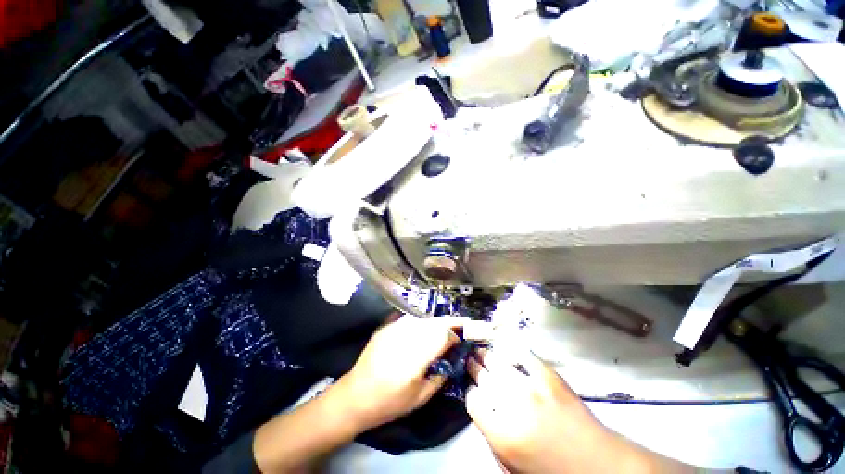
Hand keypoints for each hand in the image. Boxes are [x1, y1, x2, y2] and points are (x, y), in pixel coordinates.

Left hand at [334, 315, 465, 431]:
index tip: (462, 338)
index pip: (443, 336)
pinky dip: (421, 322)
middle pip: (434, 322)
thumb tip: (452, 358)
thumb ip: (440, 376)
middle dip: (450, 322)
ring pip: (423, 318)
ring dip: (436, 321)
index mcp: (416, 358)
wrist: (355, 395)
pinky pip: (409, 319)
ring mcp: (394, 329)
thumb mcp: (420, 398)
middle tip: (460, 324)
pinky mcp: (386, 327)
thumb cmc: (389, 402)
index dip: (455, 335)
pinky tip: (424, 327)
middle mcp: (406, 338)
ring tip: (444, 326)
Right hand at [466, 346, 691, 473]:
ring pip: (498, 361)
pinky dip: (510, 348)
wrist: (598, 464)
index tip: (473, 390)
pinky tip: (503, 343)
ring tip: (480, 350)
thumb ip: (491, 436)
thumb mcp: (512, 467)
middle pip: (483, 376)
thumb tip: (482, 409)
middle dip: (473, 366)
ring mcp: (531, 386)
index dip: (471, 393)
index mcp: (501, 433)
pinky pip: (522, 354)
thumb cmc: (552, 472)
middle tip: (469, 358)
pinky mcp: (548, 375)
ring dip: (486, 355)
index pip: (473, 400)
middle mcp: (512, 404)